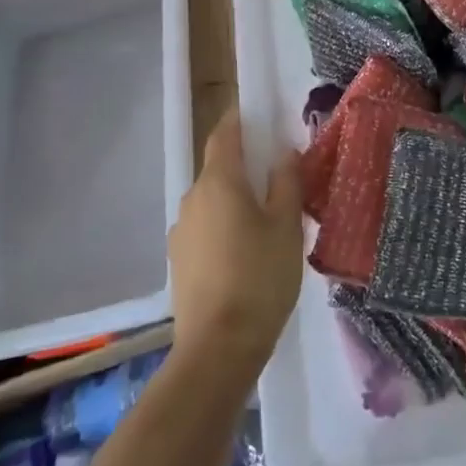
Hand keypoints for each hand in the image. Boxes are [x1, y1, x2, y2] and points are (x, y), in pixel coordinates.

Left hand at [169, 111, 303, 376]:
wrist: (218, 349)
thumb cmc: (260, 277)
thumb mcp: (287, 226)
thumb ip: (286, 182)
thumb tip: (283, 152)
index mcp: (219, 182)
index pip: (225, 134)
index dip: (241, 120)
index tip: (261, 117)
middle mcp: (193, 198)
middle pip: (219, 168)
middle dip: (245, 166)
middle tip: (278, 178)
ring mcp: (181, 232)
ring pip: (212, 201)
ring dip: (235, 200)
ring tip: (266, 222)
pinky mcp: (179, 262)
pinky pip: (205, 228)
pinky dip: (224, 227)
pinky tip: (246, 253)